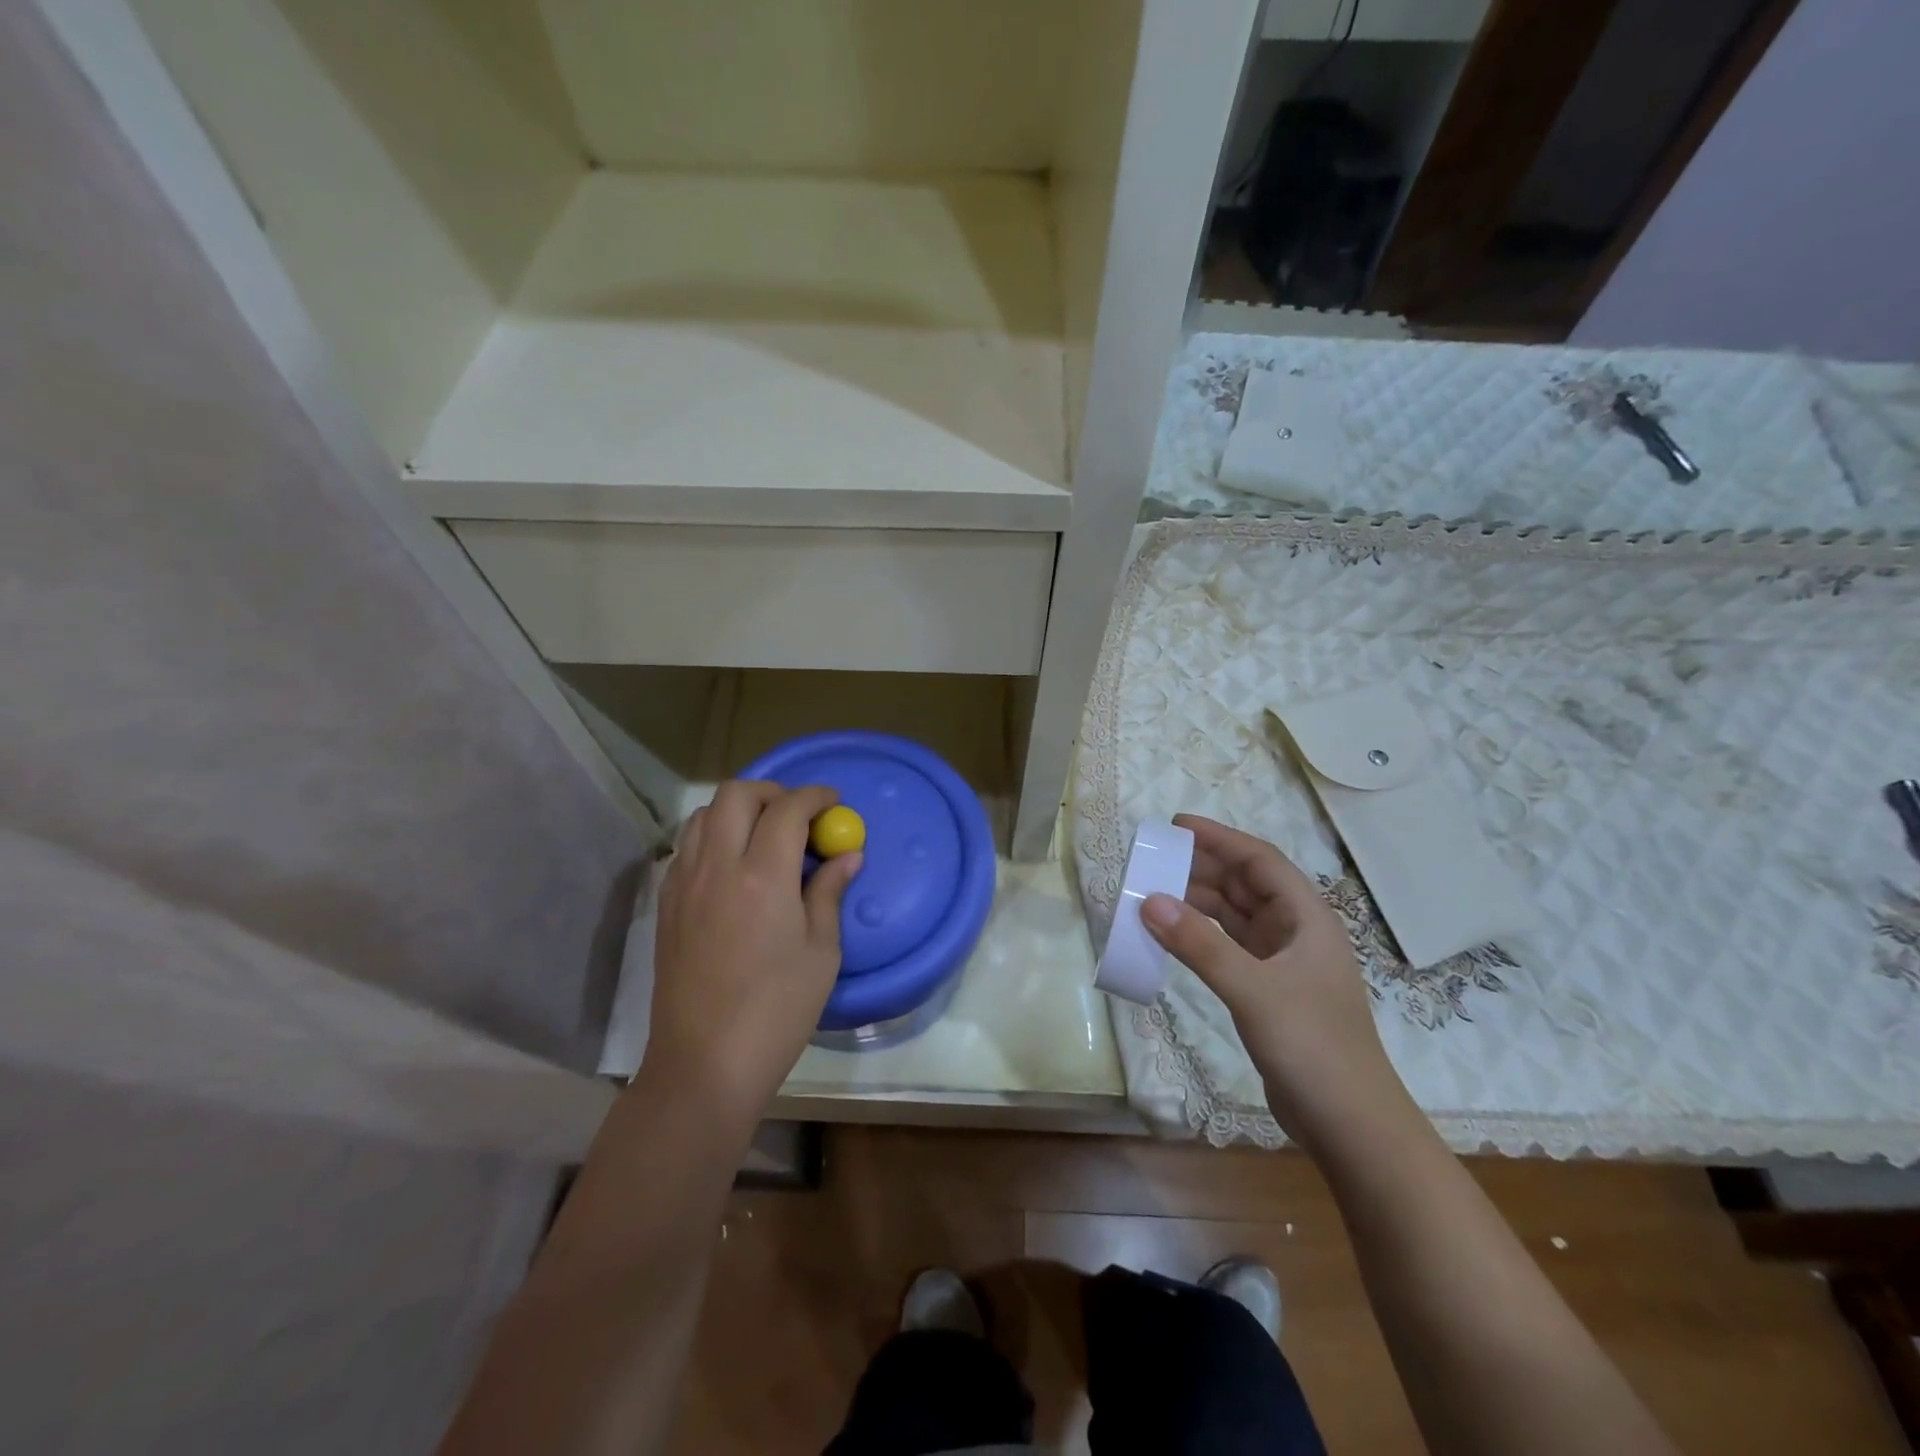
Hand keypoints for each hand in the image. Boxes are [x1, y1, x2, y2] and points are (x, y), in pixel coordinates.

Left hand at [648, 780, 860, 1125]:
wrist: (705, 1063)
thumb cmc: (777, 1010)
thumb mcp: (821, 951)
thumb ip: (830, 892)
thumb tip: (847, 855)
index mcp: (763, 877)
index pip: (787, 809)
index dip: (815, 796)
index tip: (833, 803)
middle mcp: (717, 867)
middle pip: (737, 794)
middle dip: (773, 792)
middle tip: (799, 815)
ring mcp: (684, 884)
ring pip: (704, 814)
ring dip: (738, 810)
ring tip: (765, 836)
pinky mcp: (666, 904)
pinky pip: (688, 846)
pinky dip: (714, 836)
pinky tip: (734, 867)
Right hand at [1141, 814, 1410, 1148]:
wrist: (1351, 1126)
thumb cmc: (1312, 1046)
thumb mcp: (1253, 990)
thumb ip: (1200, 945)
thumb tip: (1149, 901)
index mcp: (1307, 918)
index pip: (1260, 861)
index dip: (1219, 839)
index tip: (1176, 826)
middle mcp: (1296, 933)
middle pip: (1245, 885)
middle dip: (1202, 868)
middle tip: (1154, 859)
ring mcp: (1283, 964)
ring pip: (1235, 917)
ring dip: (1198, 903)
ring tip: (1154, 893)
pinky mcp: (1269, 992)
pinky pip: (1228, 947)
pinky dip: (1201, 937)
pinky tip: (1173, 937)